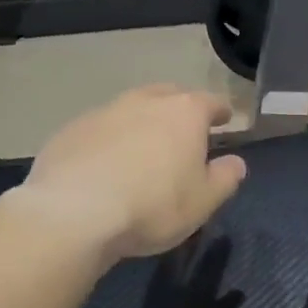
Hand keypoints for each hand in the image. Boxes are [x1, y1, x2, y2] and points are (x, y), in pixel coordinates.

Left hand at [15, 85, 246, 262]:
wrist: (73, 212)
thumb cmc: (152, 205)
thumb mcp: (203, 202)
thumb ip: (224, 179)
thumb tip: (236, 163)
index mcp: (184, 113)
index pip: (210, 102)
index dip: (220, 111)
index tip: (224, 118)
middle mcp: (145, 101)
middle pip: (169, 95)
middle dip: (180, 108)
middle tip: (183, 129)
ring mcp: (104, 112)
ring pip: (131, 108)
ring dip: (141, 122)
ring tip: (142, 147)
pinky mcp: (71, 129)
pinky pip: (100, 129)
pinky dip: (109, 139)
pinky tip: (104, 163)